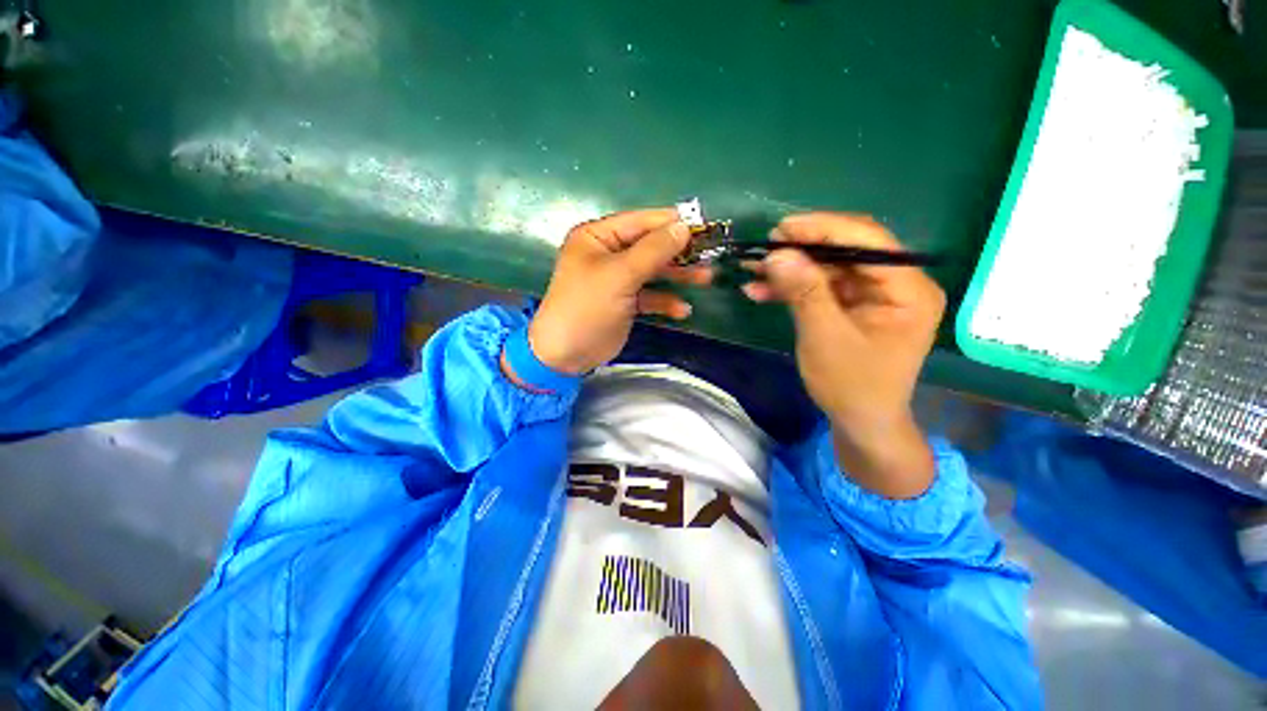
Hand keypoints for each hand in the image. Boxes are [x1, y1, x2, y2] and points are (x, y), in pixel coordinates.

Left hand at [525, 208, 711, 374]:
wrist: (566, 354)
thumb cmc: (587, 307)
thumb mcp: (620, 275)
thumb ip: (653, 250)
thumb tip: (683, 227)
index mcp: (598, 237)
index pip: (640, 222)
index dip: (671, 223)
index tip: (703, 226)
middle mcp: (608, 253)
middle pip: (650, 246)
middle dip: (678, 252)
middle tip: (709, 255)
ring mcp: (617, 279)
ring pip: (653, 271)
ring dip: (678, 276)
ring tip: (706, 279)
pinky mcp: (625, 302)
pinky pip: (650, 296)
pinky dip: (666, 301)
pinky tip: (682, 310)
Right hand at [743, 213, 945, 497]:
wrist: (861, 421)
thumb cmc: (852, 385)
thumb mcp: (825, 338)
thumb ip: (805, 293)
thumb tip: (778, 254)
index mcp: (908, 289)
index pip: (869, 242)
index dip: (824, 229)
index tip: (782, 228)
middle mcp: (896, 285)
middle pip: (848, 251)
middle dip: (803, 249)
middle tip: (766, 247)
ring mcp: (873, 296)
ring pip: (829, 268)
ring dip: (791, 269)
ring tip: (755, 270)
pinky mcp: (852, 307)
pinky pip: (821, 288)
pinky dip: (792, 288)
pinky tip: (761, 291)